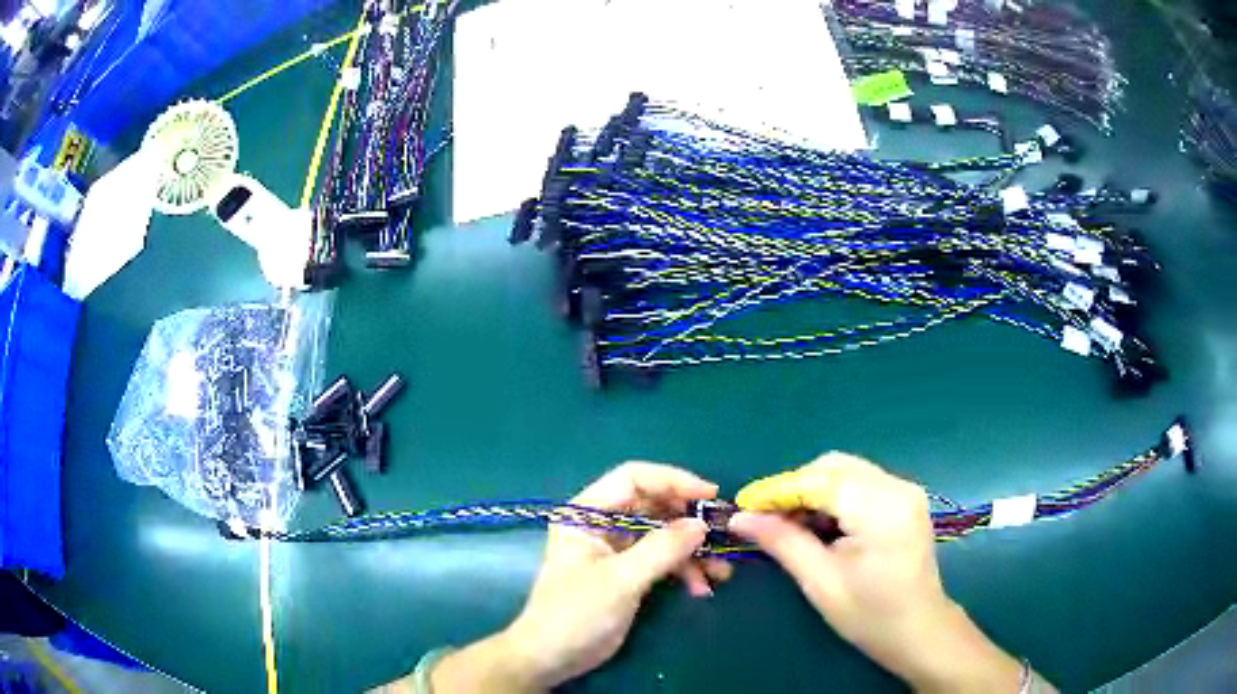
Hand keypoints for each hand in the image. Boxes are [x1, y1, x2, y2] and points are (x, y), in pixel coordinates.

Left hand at [430, 463, 731, 692]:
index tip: (709, 495)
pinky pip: (662, 559)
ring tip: (721, 572)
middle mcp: (601, 524)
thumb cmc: (576, 614)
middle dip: (689, 521)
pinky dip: (683, 570)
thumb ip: (661, 549)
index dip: (673, 481)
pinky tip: (701, 588)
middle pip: (653, 505)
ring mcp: (615, 549)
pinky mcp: (627, 573)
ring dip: (692, 551)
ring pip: (662, 534)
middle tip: (722, 536)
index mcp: (586, 513)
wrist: (552, 658)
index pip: (633, 478)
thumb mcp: (621, 580)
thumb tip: (701, 523)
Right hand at [730, 453, 1027, 692]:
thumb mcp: (821, 583)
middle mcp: (897, 488)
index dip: (778, 489)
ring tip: (789, 523)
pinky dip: (833, 496)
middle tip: (766, 518)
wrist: (920, 630)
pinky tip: (819, 524)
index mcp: (881, 509)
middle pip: (834, 466)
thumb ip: (784, 542)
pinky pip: (860, 483)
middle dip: (795, 487)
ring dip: (813, 490)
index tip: (744, 505)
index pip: (820, 481)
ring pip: (846, 471)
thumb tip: (741, 518)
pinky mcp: (905, 499)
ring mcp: (905, 490)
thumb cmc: (871, 616)